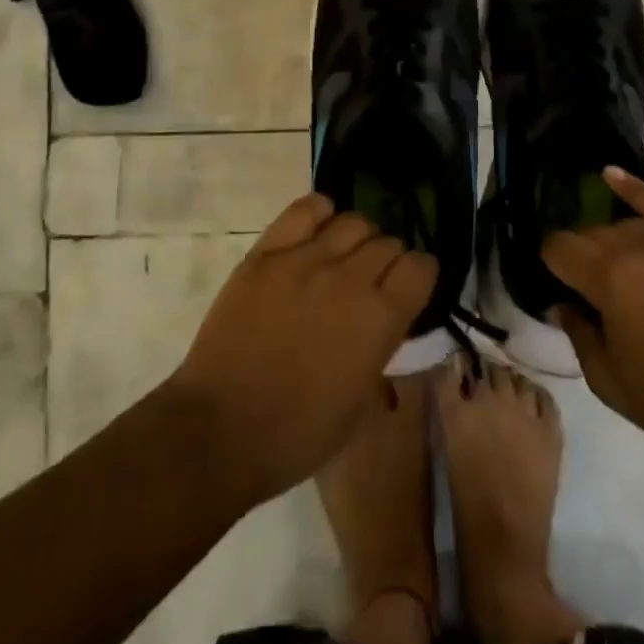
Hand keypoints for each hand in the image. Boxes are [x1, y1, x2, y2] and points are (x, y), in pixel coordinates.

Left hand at [165, 193, 436, 506]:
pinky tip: (317, 232)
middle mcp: (349, 278)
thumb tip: (386, 322)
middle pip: (388, 242)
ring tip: (344, 258)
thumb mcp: (362, 406)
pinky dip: (319, 213)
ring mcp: (304, 260)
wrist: (221, 430)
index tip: (409, 289)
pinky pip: (304, 209)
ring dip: (358, 239)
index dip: (419, 276)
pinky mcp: (266, 253)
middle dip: (389, 260)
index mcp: (380, 319)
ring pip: (352, 221)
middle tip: (372, 282)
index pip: (421, 266)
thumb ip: (383, 351)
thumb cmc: (299, 433)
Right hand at [542, 167, 643, 480]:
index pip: (559, 248)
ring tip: (620, 270)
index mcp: (610, 279)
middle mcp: (639, 246)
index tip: (557, 282)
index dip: (551, 264)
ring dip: (613, 243)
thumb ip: (577, 332)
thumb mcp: (608, 381)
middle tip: (590, 288)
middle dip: (582, 256)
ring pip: (625, 225)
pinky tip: (610, 175)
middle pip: (591, 234)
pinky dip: (634, 190)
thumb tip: (563, 302)